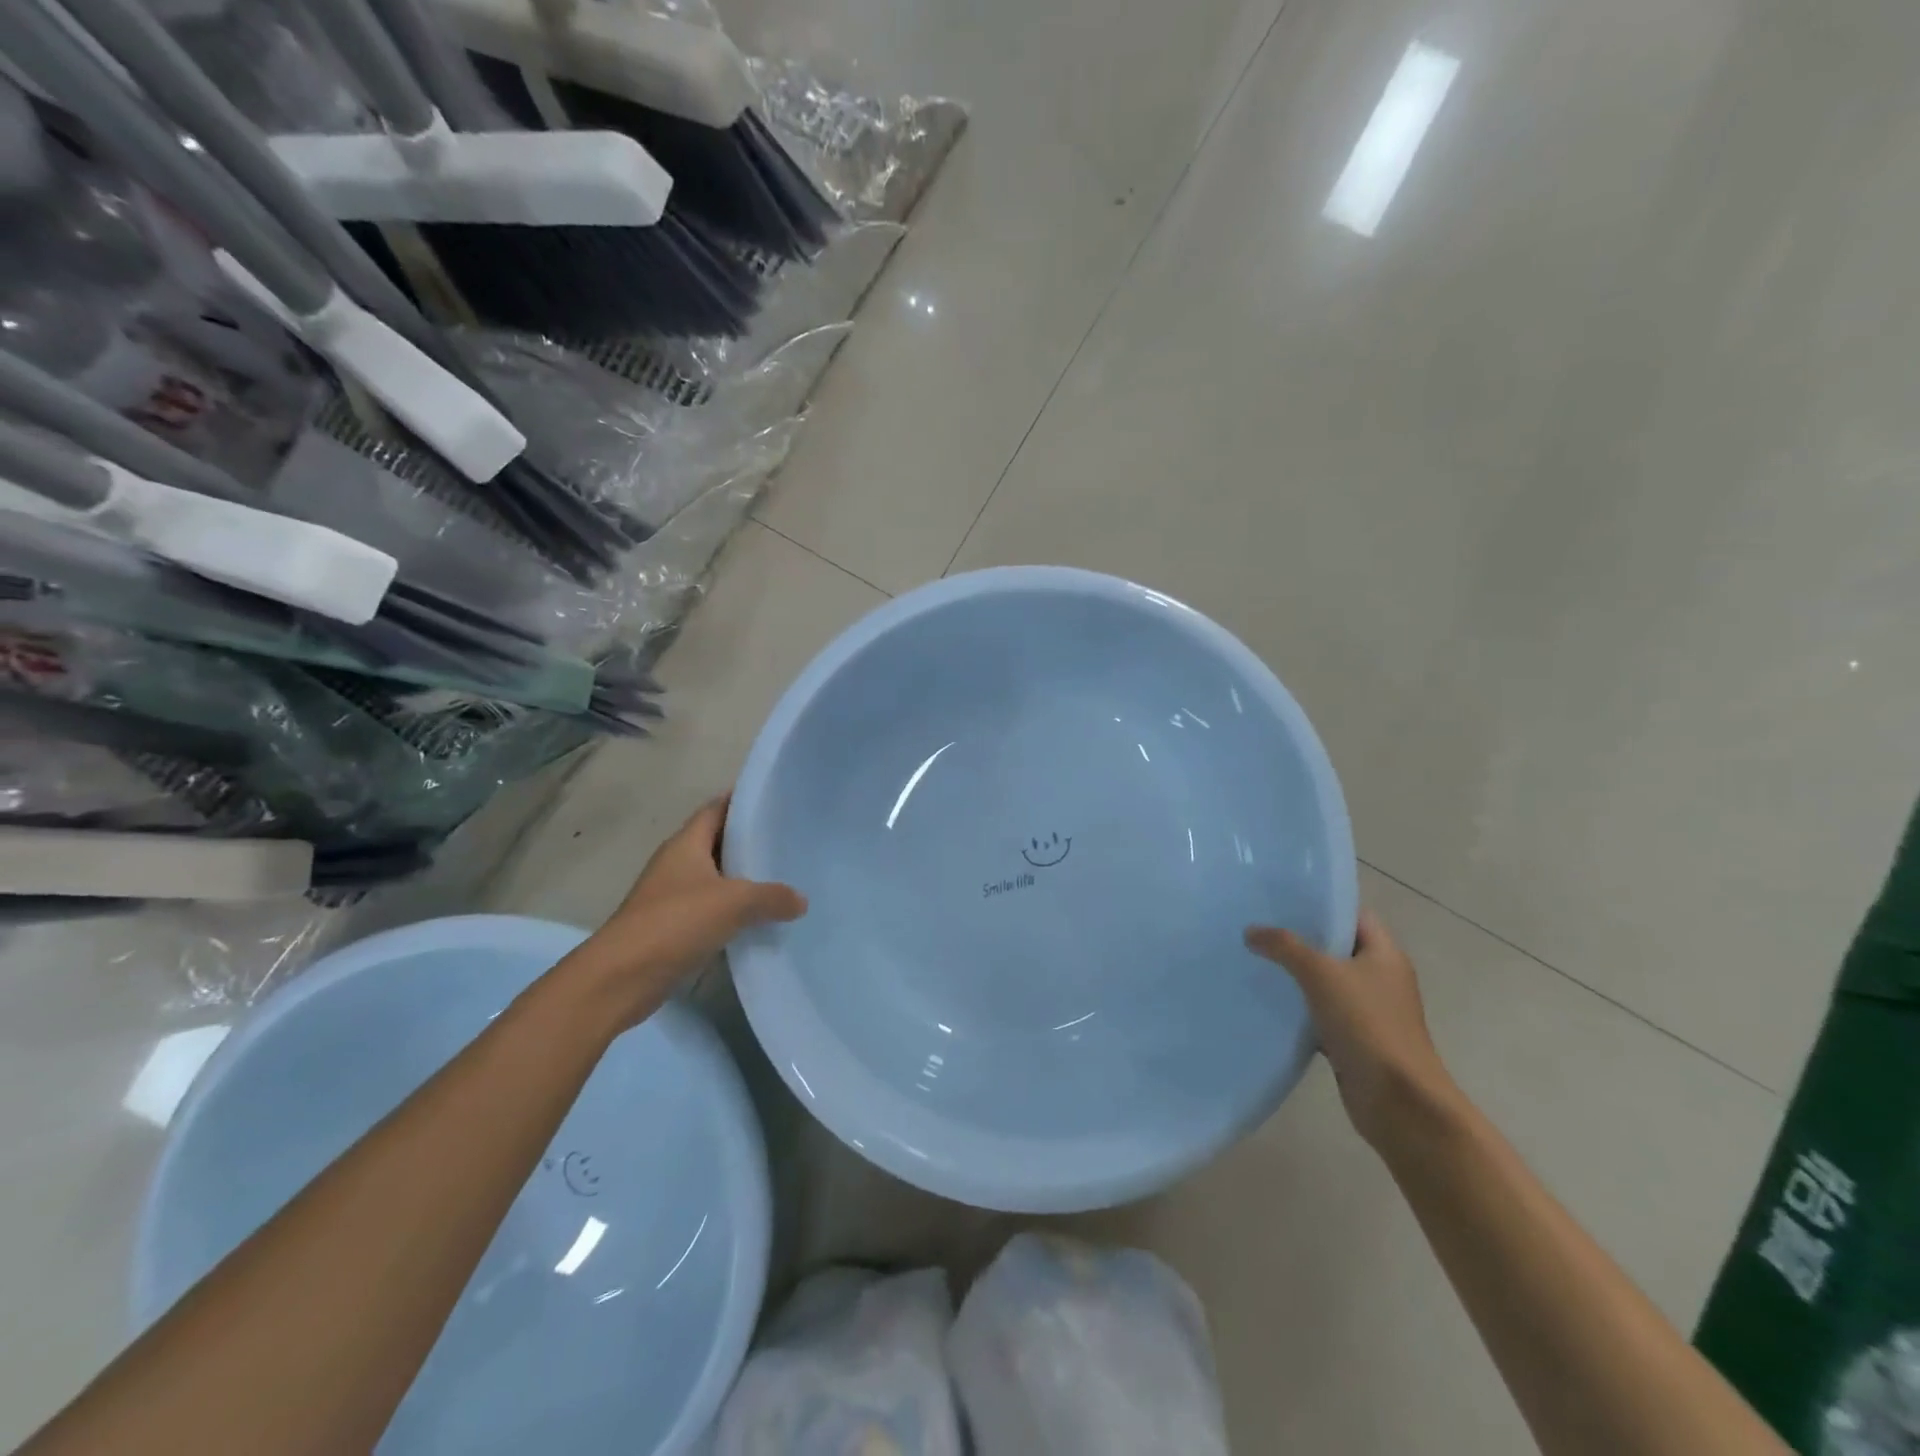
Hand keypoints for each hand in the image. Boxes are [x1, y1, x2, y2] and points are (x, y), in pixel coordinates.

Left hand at [563, 795, 805, 1026]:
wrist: (621, 978)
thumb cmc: (675, 922)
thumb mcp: (734, 903)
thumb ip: (772, 896)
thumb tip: (801, 900)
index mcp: (685, 844)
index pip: (716, 809)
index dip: (742, 801)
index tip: (775, 802)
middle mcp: (676, 864)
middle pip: (717, 842)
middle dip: (749, 842)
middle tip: (788, 842)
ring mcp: (671, 896)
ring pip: (715, 878)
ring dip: (743, 880)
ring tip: (782, 879)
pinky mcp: (672, 928)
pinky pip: (710, 910)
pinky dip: (733, 911)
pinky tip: (759, 919)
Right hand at [1244, 911, 1456, 1146]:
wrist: (1399, 1101)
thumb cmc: (1368, 1025)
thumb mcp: (1322, 974)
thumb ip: (1285, 947)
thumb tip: (1252, 931)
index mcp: (1384, 954)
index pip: (1354, 914)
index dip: (1322, 904)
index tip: (1283, 899)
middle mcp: (1380, 977)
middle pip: (1337, 946)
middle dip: (1301, 937)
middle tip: (1260, 925)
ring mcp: (1369, 1010)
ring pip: (1326, 981)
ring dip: (1297, 974)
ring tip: (1256, 958)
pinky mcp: (1354, 1038)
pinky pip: (1321, 1013)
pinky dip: (1299, 1008)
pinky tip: (1268, 1002)